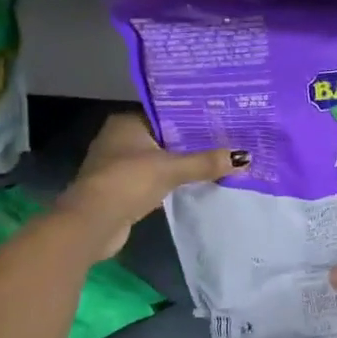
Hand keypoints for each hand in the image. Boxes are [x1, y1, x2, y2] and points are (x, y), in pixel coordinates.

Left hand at [55, 111, 243, 259]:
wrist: (91, 223)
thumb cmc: (128, 181)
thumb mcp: (170, 169)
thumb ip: (205, 162)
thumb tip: (244, 157)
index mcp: (126, 122)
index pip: (165, 114)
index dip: (191, 118)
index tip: (220, 120)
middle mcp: (119, 138)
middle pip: (163, 137)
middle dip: (189, 143)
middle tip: (225, 140)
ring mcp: (117, 165)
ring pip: (158, 159)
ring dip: (180, 164)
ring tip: (216, 160)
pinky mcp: (121, 189)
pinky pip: (153, 179)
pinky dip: (169, 181)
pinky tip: (193, 183)